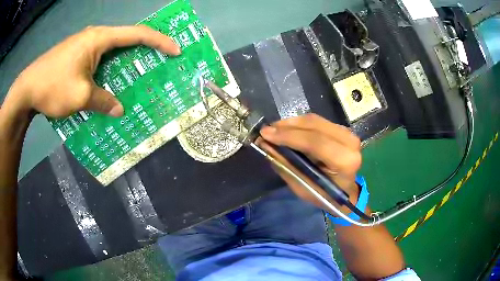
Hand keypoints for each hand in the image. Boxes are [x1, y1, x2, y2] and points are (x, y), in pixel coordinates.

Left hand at [5, 26, 180, 117]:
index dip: (159, 41)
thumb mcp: (80, 96)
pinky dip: (108, 69)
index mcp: (99, 38)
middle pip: (125, 40)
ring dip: (124, 62)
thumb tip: (120, 110)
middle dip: (144, 51)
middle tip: (158, 64)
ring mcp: (83, 46)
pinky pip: (98, 60)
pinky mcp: (75, 56)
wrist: (27, 89)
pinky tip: (109, 82)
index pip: (136, 34)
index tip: (175, 50)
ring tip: (136, 76)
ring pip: (111, 51)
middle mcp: (94, 37)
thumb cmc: (52, 86)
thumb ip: (103, 101)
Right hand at [260, 114, 361, 212]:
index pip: (315, 142)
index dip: (289, 136)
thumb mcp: (304, 188)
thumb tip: (267, 146)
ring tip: (274, 129)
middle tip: (266, 130)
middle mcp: (350, 143)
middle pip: (315, 125)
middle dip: (287, 126)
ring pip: (315, 120)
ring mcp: (348, 133)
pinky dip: (299, 124)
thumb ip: (287, 166)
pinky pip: (317, 121)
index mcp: (345, 161)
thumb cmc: (325, 195)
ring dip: (292, 123)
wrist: (346, 192)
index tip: (265, 134)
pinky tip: (287, 128)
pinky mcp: (342, 130)